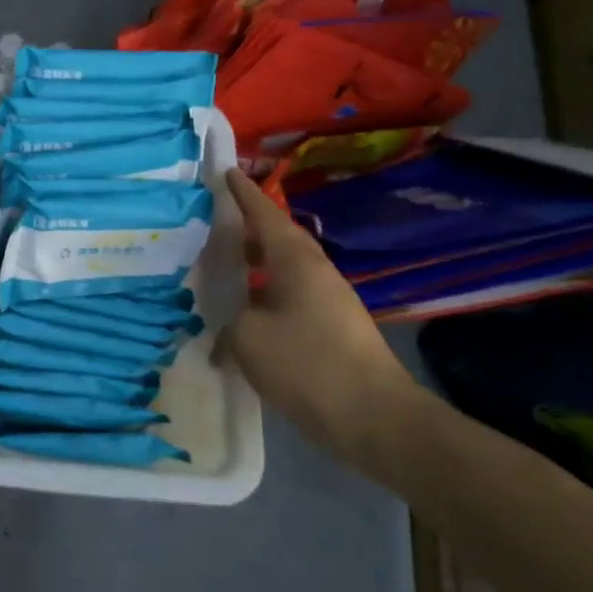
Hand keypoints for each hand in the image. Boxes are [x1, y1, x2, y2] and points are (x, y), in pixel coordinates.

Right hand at [220, 168, 422, 470]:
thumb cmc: (307, 364)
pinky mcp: (334, 331)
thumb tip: (228, 333)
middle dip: (250, 229)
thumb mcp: (248, 338)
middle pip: (279, 240)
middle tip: (217, 222)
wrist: (376, 420)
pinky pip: (290, 299)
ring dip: (258, 266)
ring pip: (285, 271)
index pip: (265, 215)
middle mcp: (316, 273)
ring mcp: (329, 303)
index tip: (227, 171)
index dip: (244, 193)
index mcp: (296, 262)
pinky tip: (247, 316)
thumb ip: (230, 324)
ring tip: (226, 268)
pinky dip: (266, 297)